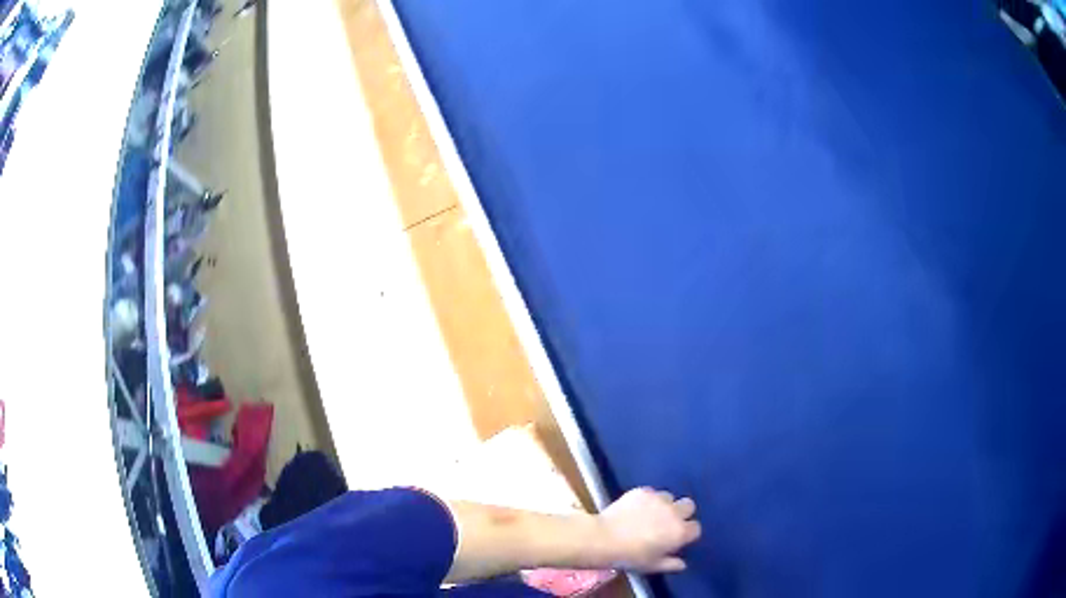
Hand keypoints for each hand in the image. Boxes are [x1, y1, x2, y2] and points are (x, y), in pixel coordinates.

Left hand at [596, 487, 701, 572]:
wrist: (604, 538)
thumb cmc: (630, 557)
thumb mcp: (652, 566)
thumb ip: (671, 564)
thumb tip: (683, 564)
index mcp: (680, 532)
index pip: (695, 528)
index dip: (687, 534)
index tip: (676, 539)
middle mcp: (674, 512)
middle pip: (688, 506)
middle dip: (682, 513)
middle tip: (667, 523)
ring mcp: (658, 499)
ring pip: (670, 497)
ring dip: (664, 505)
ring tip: (649, 514)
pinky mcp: (643, 491)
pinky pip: (652, 492)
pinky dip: (648, 499)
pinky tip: (636, 508)